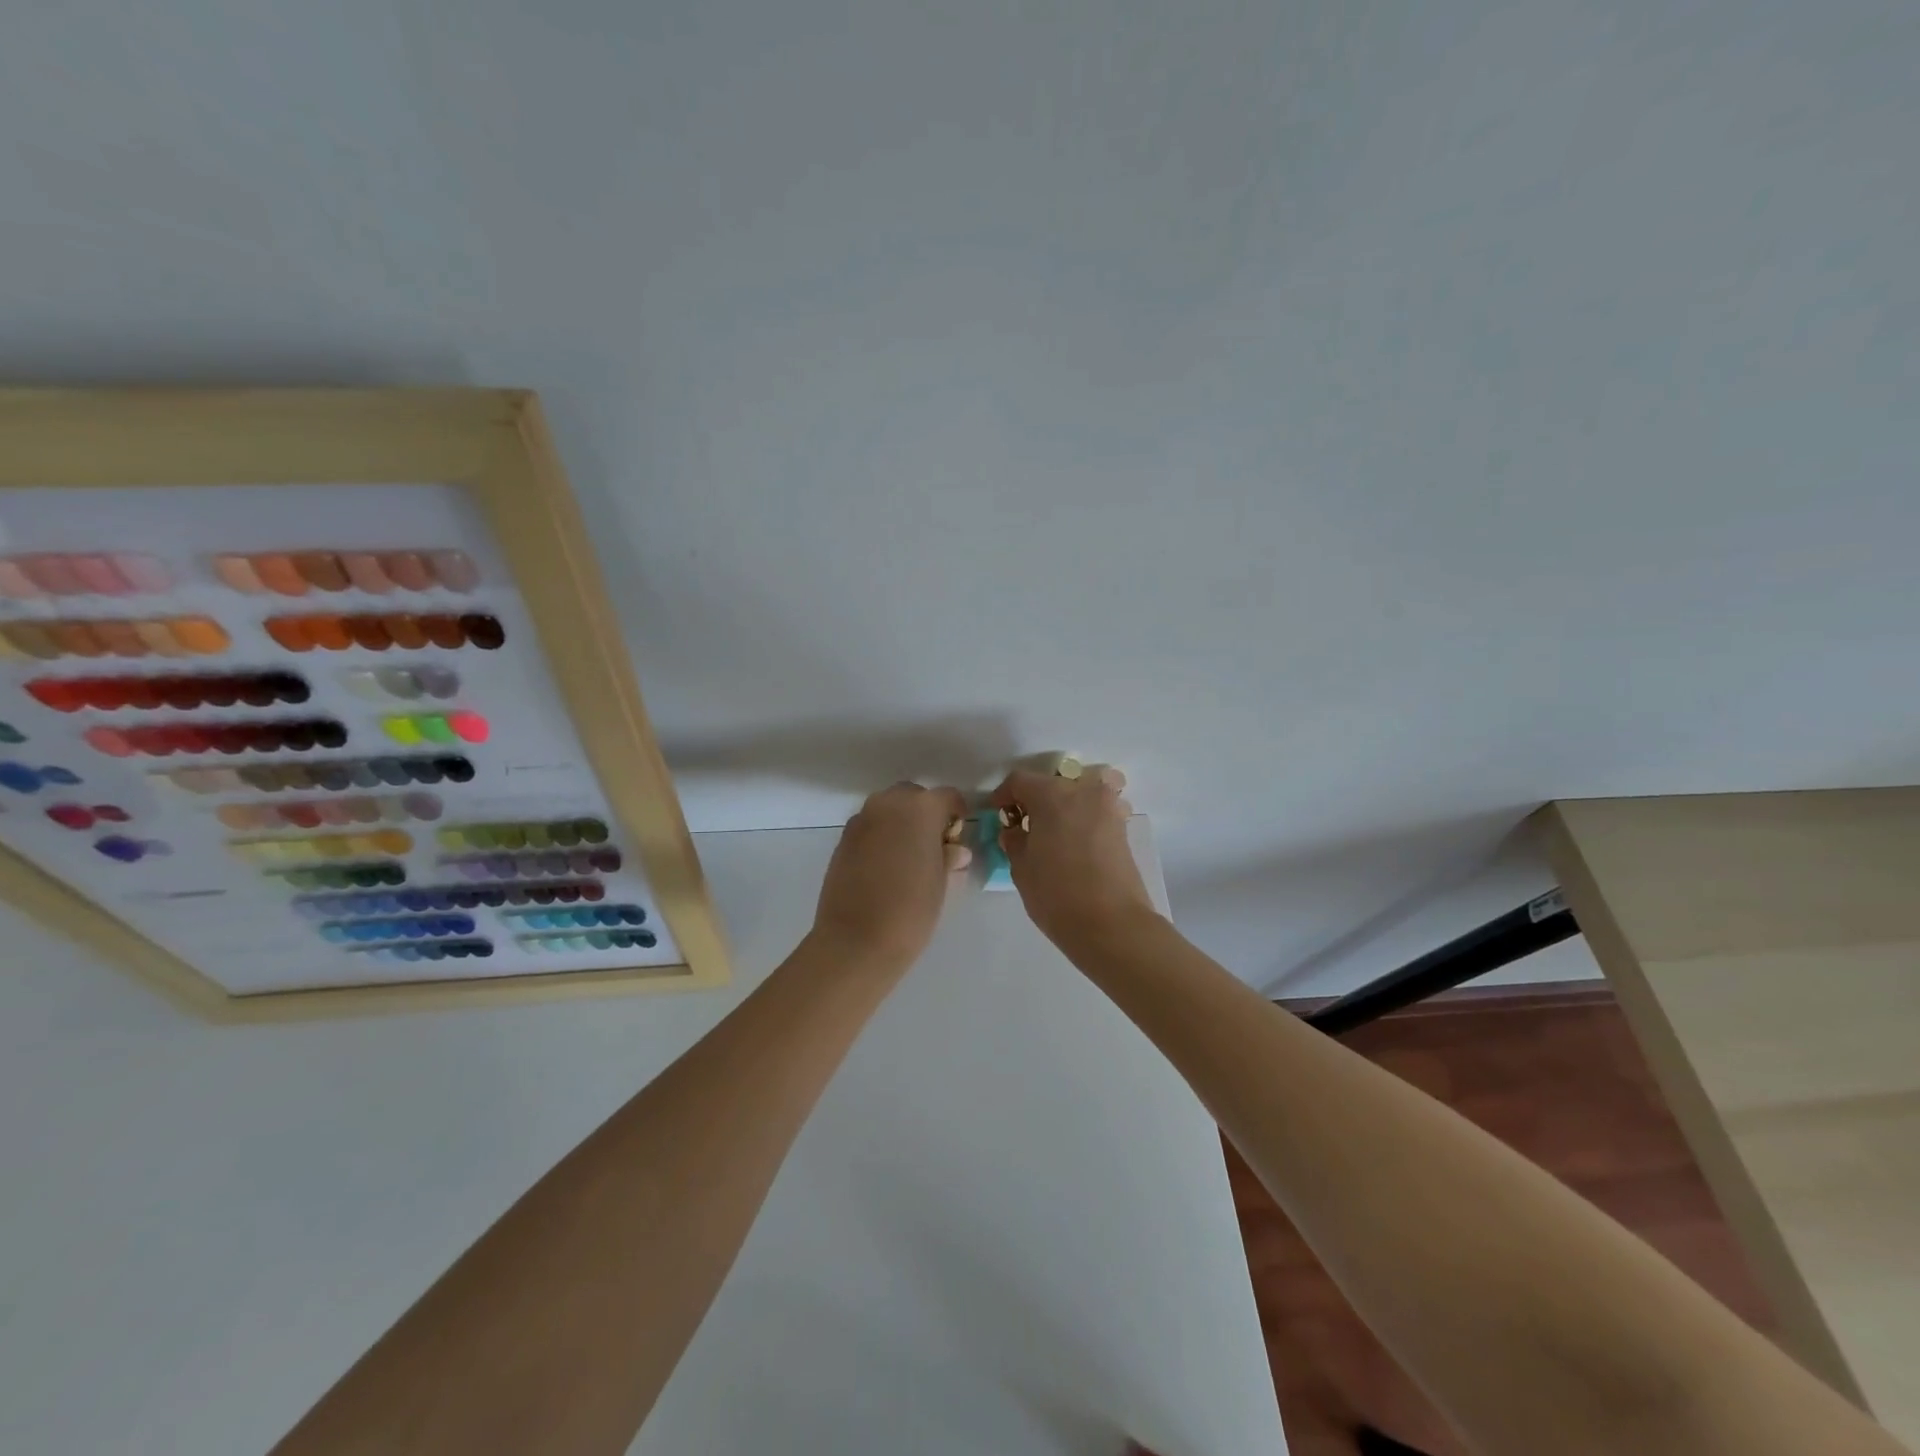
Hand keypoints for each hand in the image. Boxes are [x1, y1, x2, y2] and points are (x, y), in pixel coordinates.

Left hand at [811, 783, 970, 971]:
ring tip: (908, 858)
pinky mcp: (843, 839)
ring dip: (901, 823)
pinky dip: (881, 836)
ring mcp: (861, 819)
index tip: (959, 837)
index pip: (948, 797)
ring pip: (888, 809)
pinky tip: (885, 867)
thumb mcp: (942, 883)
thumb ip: (949, 857)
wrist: (856, 941)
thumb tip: (954, 850)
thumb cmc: (911, 911)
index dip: (957, 814)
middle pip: (914, 796)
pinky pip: (870, 826)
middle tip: (934, 847)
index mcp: (921, 809)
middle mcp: (888, 804)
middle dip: (926, 815)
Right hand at [991, 766, 1157, 950]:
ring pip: (1077, 795)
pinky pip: (1095, 812)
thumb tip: (1015, 832)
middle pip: (1051, 784)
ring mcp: (1108, 808)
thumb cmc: (1057, 893)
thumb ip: (1014, 841)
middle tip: (1022, 827)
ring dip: (1061, 808)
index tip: (997, 815)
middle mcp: (1083, 791)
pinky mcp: (1122, 828)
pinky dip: (1080, 820)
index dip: (1003, 796)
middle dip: (1034, 801)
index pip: (1020, 781)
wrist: (1112, 925)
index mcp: (1052, 794)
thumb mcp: (1021, 868)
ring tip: (1049, 835)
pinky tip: (1071, 844)